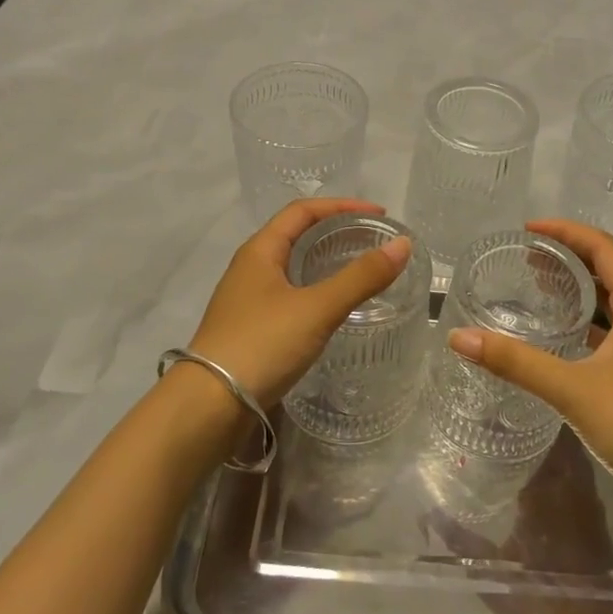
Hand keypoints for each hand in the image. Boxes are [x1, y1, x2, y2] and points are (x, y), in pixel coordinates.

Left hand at [188, 198, 411, 409]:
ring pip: (292, 268)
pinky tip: (333, 309)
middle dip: (335, 232)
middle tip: (372, 242)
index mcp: (259, 251)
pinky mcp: (251, 329)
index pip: (302, 211)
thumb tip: (403, 245)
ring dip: (325, 262)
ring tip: (359, 271)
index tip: (378, 214)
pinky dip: (316, 291)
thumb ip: (361, 277)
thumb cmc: (261, 345)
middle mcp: (250, 268)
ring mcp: (248, 300)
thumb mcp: (317, 308)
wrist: (209, 407)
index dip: (342, 206)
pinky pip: (289, 296)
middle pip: (296, 236)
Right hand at [425, 429, 612, 613]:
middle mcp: (572, 495)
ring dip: (560, 445)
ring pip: (577, 461)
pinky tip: (557, 467)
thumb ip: (458, 539)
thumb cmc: (534, 603)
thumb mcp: (488, 571)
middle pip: (562, 446)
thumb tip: (426, 513)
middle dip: (543, 426)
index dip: (524, 425)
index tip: (504, 409)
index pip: (539, 445)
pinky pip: (587, 481)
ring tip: (534, 428)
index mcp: (544, 498)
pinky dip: (574, 468)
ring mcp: (592, 508)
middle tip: (517, 411)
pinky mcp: (602, 524)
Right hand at [444, 219, 612, 523]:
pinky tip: (559, 342)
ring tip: (536, 290)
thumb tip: (459, 337)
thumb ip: (516, 362)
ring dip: (577, 292)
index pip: (603, 248)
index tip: (527, 229)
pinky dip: (584, 326)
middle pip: (608, 272)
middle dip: (568, 259)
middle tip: (525, 259)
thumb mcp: (573, 389)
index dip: (566, 232)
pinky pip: (611, 335)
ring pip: (611, 305)